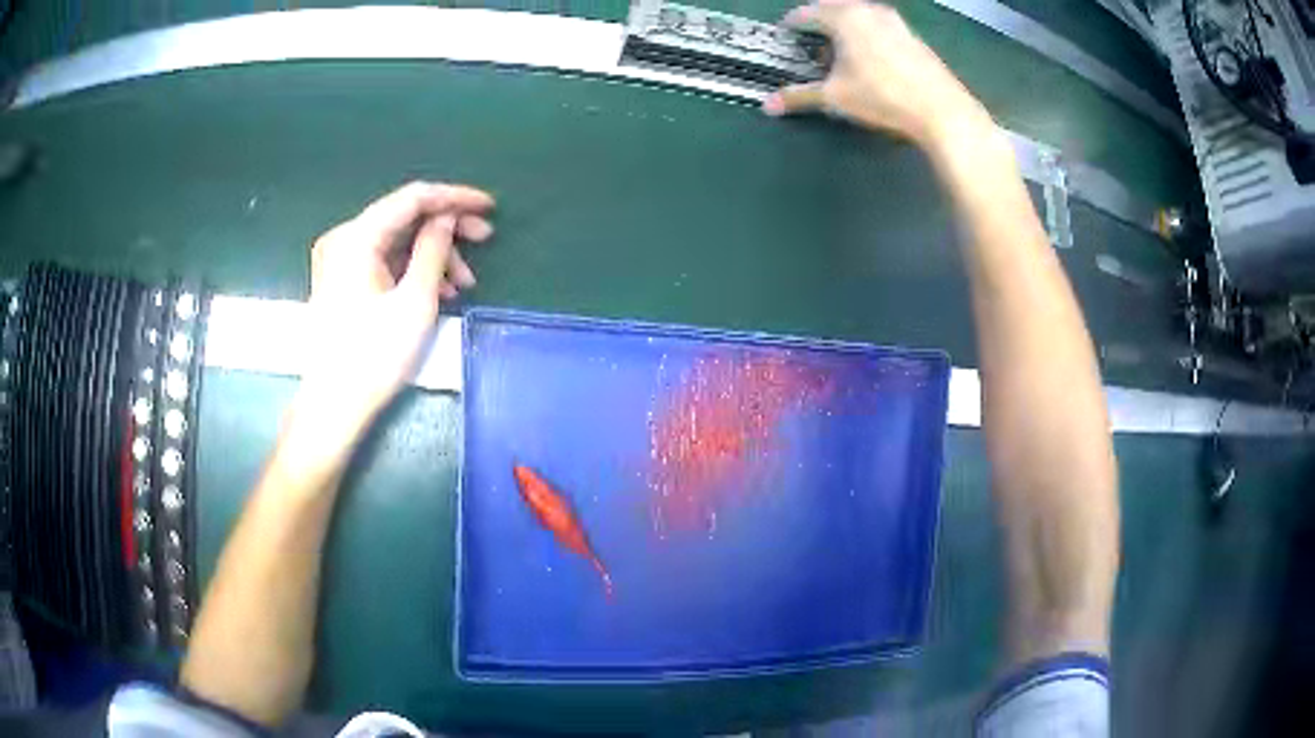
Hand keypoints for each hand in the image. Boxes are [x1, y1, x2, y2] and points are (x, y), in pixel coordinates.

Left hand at [297, 181, 494, 442]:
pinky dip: (413, 268)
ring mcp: (340, 259)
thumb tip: (447, 218)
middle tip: (484, 241)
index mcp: (357, 237)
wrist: (333, 406)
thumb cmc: (374, 357)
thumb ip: (434, 250)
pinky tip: (438, 290)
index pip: (413, 198)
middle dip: (447, 228)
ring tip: (463, 284)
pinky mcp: (343, 279)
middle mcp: (344, 238)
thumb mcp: (415, 301)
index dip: (455, 198)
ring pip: (397, 240)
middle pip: (404, 217)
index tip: (490, 207)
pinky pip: (385, 259)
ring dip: (433, 254)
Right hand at [764, 1, 992, 148]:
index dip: (792, 25)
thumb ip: (800, 97)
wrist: (941, 109)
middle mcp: (868, 10)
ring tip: (839, 49)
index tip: (785, 35)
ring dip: (844, 26)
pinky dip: (866, 33)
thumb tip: (767, 107)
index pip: (807, 13)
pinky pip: (879, 24)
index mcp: (844, 17)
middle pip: (833, 8)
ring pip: (858, 14)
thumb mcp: (836, 98)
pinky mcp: (912, 35)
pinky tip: (869, 56)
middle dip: (818, 21)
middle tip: (810, 40)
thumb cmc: (882, 97)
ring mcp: (894, 20)